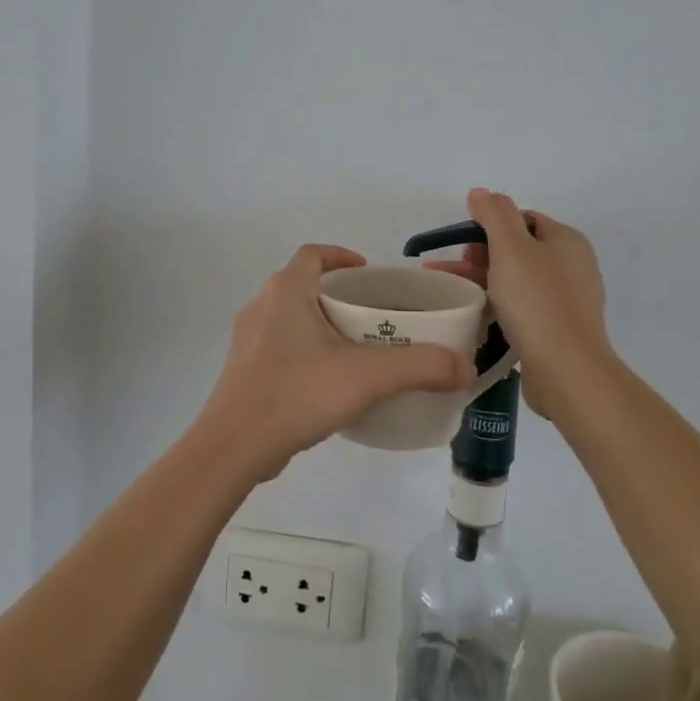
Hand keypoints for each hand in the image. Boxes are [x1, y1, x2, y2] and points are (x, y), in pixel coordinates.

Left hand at [198, 244, 475, 480]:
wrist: (234, 446)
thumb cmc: (298, 393)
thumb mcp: (367, 377)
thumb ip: (420, 367)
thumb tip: (465, 368)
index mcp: (285, 291)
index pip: (314, 254)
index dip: (342, 256)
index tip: (369, 273)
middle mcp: (261, 306)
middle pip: (304, 284)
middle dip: (338, 294)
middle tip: (374, 315)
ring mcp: (247, 339)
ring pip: (290, 317)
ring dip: (320, 323)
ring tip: (356, 349)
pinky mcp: (243, 370)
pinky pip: (279, 346)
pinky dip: (304, 350)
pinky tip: (327, 382)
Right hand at [428, 189, 610, 372]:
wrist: (567, 370)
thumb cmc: (537, 301)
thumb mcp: (511, 247)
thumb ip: (494, 214)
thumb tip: (480, 192)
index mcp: (567, 240)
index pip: (522, 219)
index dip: (488, 226)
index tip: (462, 246)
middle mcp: (572, 266)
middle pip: (518, 249)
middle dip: (480, 255)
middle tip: (453, 271)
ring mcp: (567, 300)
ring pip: (516, 280)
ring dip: (483, 280)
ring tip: (451, 292)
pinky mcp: (558, 329)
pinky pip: (522, 307)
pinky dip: (498, 305)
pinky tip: (477, 315)